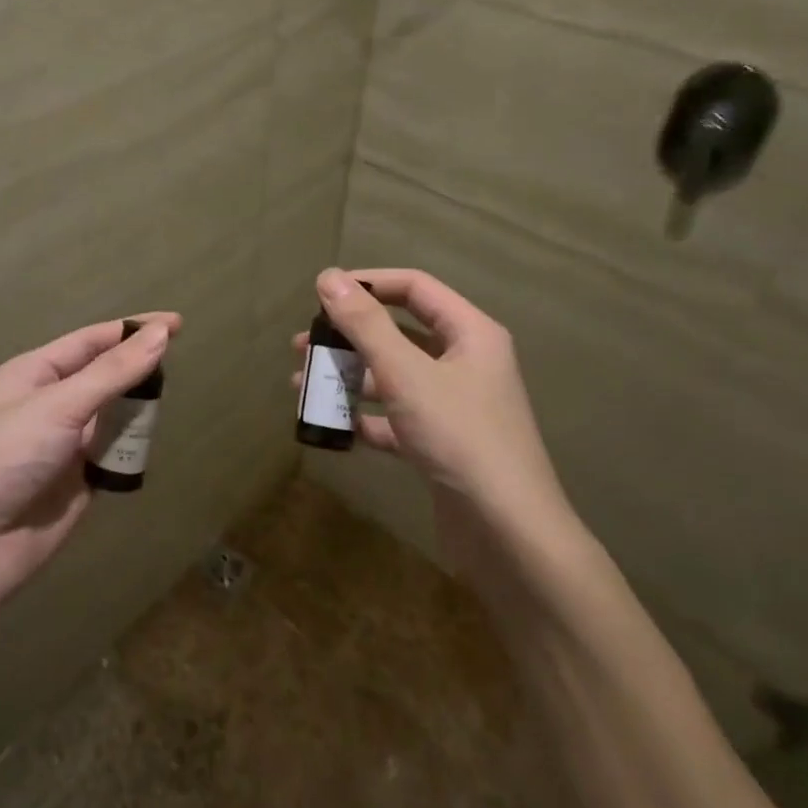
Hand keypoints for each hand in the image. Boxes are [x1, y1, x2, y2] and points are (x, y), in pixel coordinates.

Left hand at [0, 314, 177, 612]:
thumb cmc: (6, 457)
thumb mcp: (59, 405)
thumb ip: (113, 372)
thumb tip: (162, 334)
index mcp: (34, 373)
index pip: (92, 341)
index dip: (133, 330)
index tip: (177, 324)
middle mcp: (50, 403)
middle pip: (105, 376)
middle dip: (137, 370)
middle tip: (179, 365)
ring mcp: (65, 444)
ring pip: (114, 416)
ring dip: (137, 412)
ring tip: (167, 406)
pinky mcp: (79, 481)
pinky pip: (115, 455)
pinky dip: (132, 450)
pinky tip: (151, 444)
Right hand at [293, 269, 574, 552]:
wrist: (506, 531)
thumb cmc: (458, 436)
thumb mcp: (405, 374)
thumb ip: (365, 324)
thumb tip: (328, 276)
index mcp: (470, 333)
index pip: (414, 288)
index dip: (367, 284)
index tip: (321, 295)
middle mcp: (465, 362)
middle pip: (399, 333)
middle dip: (348, 337)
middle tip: (301, 346)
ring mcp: (454, 405)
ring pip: (393, 377)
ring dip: (349, 377)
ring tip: (303, 386)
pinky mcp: (441, 443)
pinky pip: (396, 417)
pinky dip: (365, 417)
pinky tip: (333, 425)